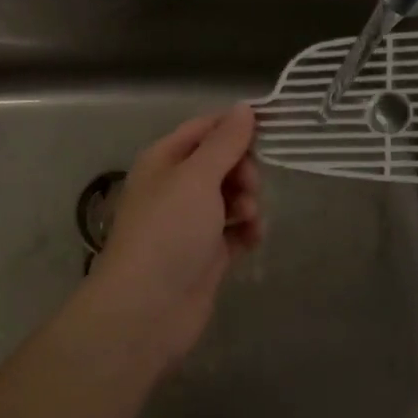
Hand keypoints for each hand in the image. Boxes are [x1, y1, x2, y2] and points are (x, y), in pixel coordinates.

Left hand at [84, 104, 263, 364]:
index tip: (271, 130)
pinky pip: (236, 229)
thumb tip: (244, 108)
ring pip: (231, 196)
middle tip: (250, 186)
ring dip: (248, 201)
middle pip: (222, 162)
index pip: (205, 128)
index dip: (236, 127)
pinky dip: (247, 230)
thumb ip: (224, 143)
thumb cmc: (169, 231)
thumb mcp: (197, 177)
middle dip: (244, 169)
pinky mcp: (206, 253)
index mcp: (165, 160)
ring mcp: (191, 222)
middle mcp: (176, 186)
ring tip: (249, 218)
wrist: (147, 308)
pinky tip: (253, 238)